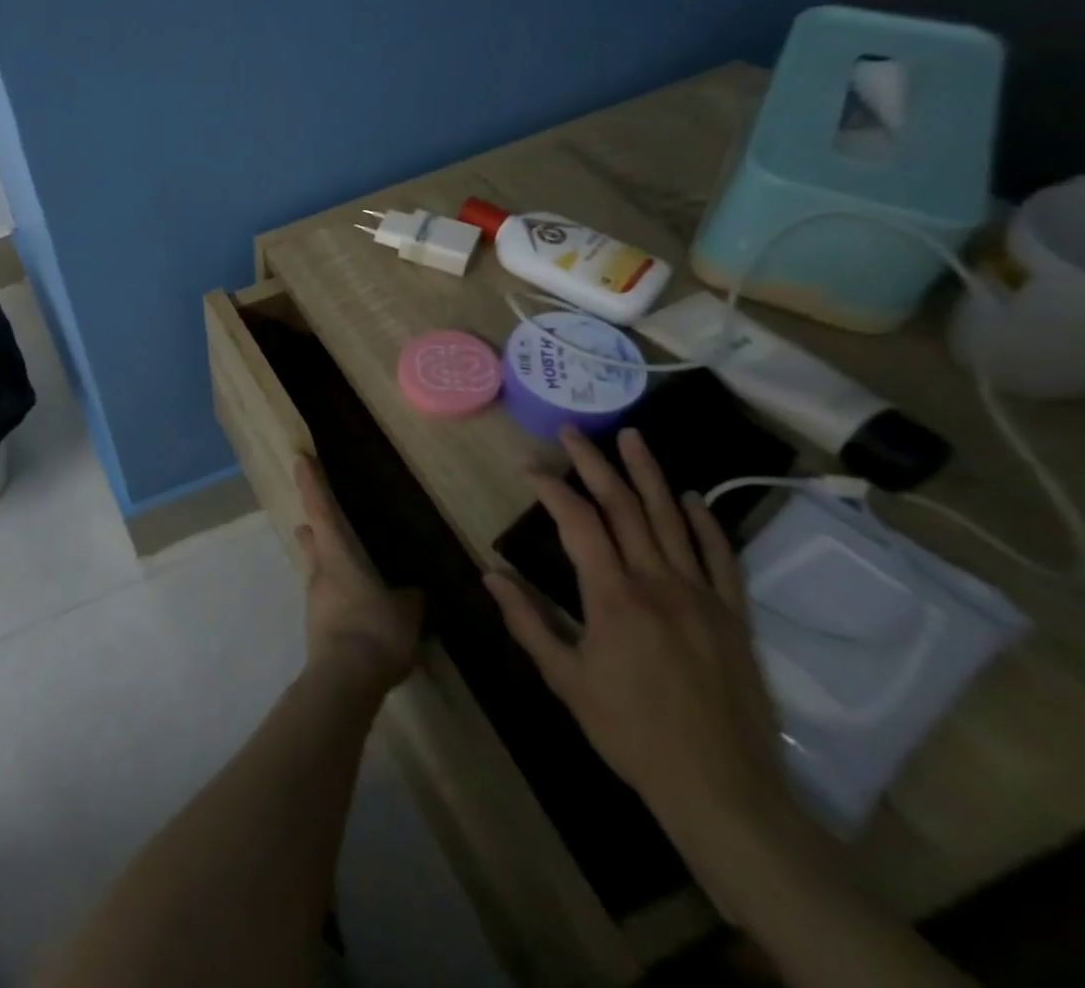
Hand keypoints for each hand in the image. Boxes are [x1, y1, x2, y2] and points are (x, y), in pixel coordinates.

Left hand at [293, 457, 423, 694]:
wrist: (344, 681)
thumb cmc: (374, 631)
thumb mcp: (405, 611)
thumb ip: (407, 597)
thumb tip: (410, 591)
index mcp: (336, 555)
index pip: (320, 509)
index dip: (311, 483)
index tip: (299, 459)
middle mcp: (318, 571)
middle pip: (310, 539)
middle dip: (314, 527)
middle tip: (322, 520)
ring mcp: (314, 600)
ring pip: (315, 568)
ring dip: (325, 562)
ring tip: (349, 566)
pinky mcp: (316, 626)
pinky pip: (326, 598)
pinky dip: (337, 593)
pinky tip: (355, 605)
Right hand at [483, 427, 791, 833]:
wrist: (724, 790)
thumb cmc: (631, 733)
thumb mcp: (565, 679)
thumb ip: (527, 621)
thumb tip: (489, 574)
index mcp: (613, 597)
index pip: (578, 523)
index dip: (551, 489)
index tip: (527, 468)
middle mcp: (659, 583)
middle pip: (625, 507)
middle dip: (595, 464)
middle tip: (574, 431)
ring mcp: (702, 597)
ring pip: (672, 520)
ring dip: (649, 474)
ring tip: (632, 437)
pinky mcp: (734, 616)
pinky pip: (722, 557)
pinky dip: (706, 522)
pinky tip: (692, 498)